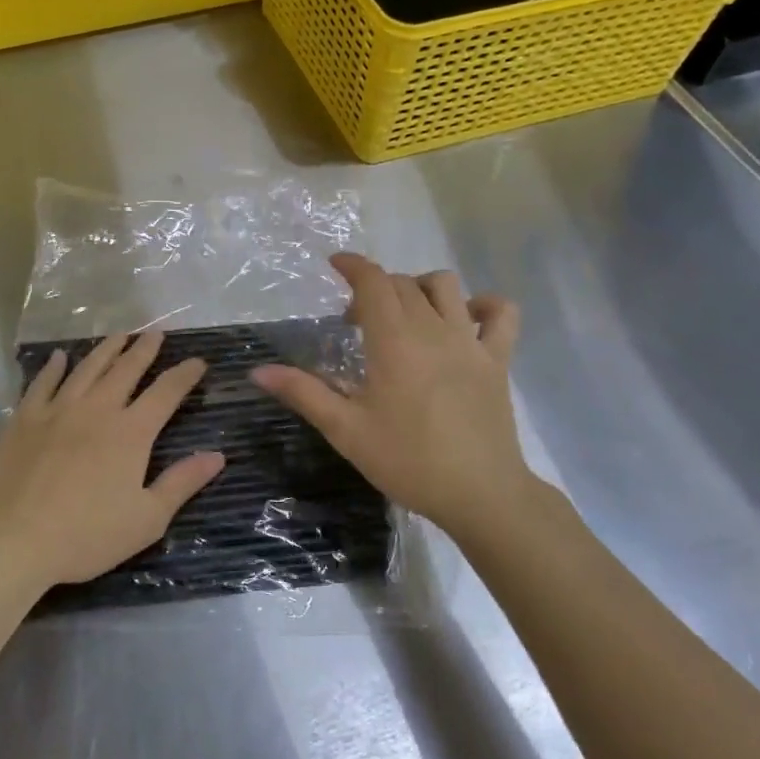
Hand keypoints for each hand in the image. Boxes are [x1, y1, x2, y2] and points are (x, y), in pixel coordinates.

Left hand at [0, 332, 224, 587]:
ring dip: (106, 349)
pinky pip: (42, 383)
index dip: (184, 374)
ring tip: (119, 335)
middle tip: (155, 334)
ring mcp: (57, 409)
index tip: (198, 361)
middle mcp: (97, 409)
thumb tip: (218, 455)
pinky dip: (54, 367)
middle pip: (126, 369)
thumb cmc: (85, 535)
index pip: (166, 392)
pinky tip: (60, 356)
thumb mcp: (146, 519)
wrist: (11, 539)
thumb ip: (182, 483)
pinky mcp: (24, 418)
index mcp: (131, 432)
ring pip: (87, 368)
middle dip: (144, 350)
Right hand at [253, 253, 545, 539]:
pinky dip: (484, 305)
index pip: (373, 282)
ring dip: (420, 287)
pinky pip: (501, 313)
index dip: (353, 266)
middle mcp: (433, 329)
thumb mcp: (346, 430)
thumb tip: (258, 371)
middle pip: (403, 284)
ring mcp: (470, 342)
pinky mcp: (498, 360)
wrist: (480, 494)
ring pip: (447, 287)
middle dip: (375, 287)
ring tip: (405, 313)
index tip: (335, 264)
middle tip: (355, 319)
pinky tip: (466, 319)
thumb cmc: (408, 461)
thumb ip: (303, 393)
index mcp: (394, 341)